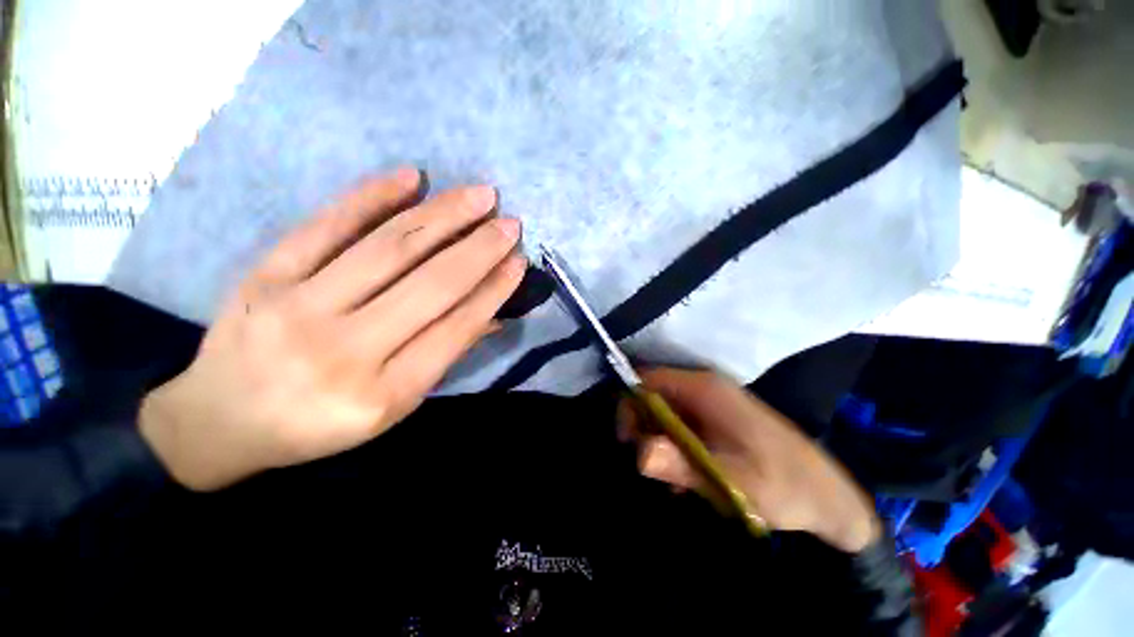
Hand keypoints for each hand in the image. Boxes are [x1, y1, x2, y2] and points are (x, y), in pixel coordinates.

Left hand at [140, 168, 525, 490]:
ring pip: (389, 249)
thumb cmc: (319, 422)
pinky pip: (326, 226)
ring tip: (479, 195)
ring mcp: (299, 307)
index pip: (456, 329)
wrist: (219, 421)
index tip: (519, 262)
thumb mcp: (393, 407)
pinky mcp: (265, 275)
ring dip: (443, 216)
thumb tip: (494, 314)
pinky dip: (372, 196)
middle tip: (510, 223)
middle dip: (480, 249)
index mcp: (382, 394)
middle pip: (430, 285)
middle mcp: (345, 350)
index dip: (493, 291)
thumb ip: (445, 355)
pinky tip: (411, 177)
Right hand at [618, 368, 881, 552]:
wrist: (829, 496)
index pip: (648, 380)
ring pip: (665, 411)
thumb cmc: (784, 486)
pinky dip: (674, 446)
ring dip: (659, 440)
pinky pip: (681, 423)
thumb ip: (683, 465)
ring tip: (670, 478)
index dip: (630, 404)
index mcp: (705, 390)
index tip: (628, 440)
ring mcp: (712, 402)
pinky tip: (685, 477)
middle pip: (653, 394)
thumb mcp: (731, 482)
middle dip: (643, 426)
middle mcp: (705, 387)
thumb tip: (638, 453)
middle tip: (647, 463)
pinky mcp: (717, 418)